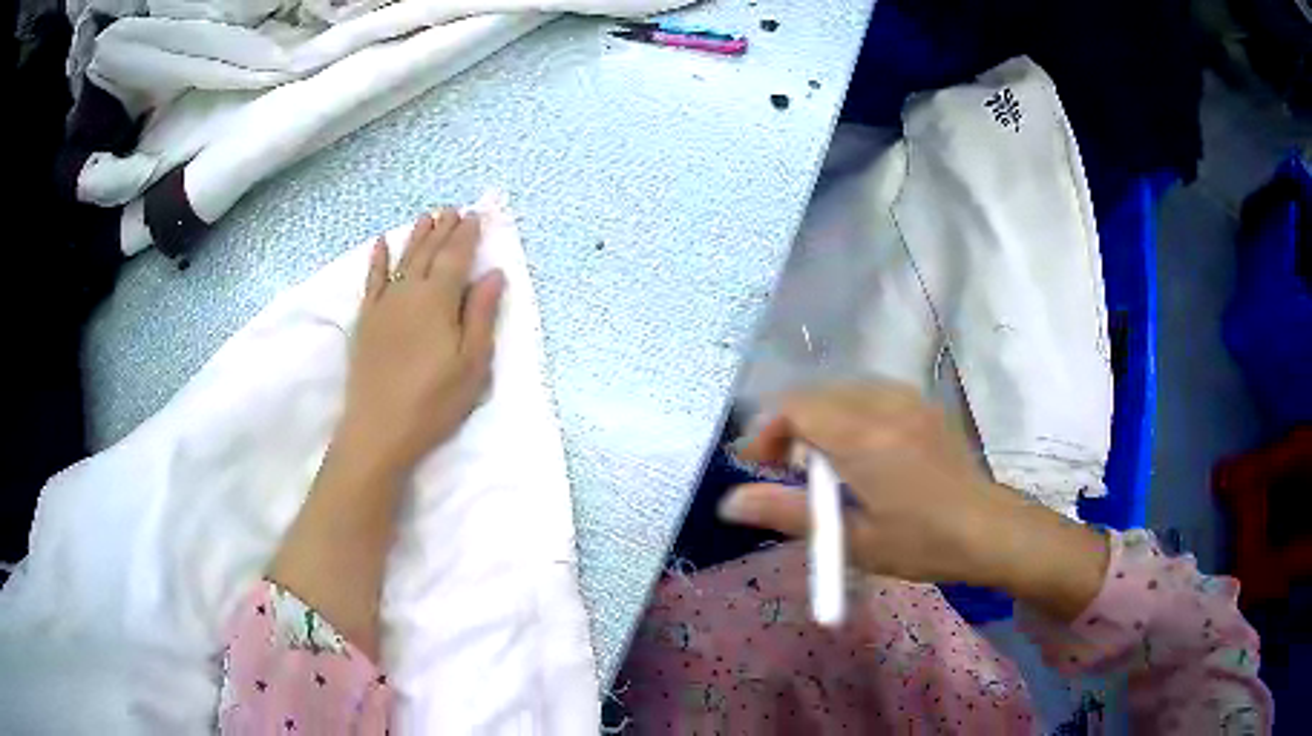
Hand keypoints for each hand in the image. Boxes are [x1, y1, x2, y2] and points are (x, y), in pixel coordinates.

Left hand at [335, 208, 504, 475]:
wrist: (378, 430)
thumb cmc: (433, 402)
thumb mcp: (472, 364)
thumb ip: (481, 315)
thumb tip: (493, 274)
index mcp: (438, 300)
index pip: (455, 258)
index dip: (466, 235)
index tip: (474, 216)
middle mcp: (409, 292)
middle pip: (428, 253)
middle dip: (443, 230)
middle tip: (452, 210)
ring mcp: (383, 305)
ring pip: (402, 260)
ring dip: (416, 237)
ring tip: (426, 217)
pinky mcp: (366, 320)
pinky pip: (372, 280)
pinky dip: (377, 259)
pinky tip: (381, 243)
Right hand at [719, 382, 1107, 620]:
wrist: (988, 530)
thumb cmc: (920, 542)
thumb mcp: (850, 539)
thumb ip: (787, 513)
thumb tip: (729, 503)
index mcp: (863, 438)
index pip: (796, 407)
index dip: (768, 433)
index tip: (762, 469)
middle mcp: (883, 405)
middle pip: (816, 395)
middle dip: (790, 428)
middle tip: (788, 474)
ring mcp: (907, 400)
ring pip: (842, 392)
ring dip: (820, 420)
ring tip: (823, 465)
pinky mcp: (923, 405)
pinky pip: (870, 395)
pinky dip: (849, 415)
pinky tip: (861, 453)